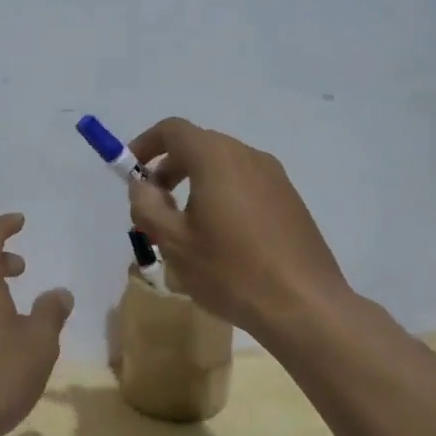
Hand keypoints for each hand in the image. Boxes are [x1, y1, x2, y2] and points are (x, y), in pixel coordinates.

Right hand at [125, 118, 350, 339]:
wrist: (305, 305)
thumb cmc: (231, 271)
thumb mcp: (174, 242)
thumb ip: (147, 206)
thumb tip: (142, 185)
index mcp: (216, 158)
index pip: (173, 130)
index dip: (145, 144)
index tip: (130, 172)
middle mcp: (247, 156)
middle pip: (198, 146)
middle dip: (168, 169)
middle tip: (153, 206)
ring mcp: (274, 177)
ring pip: (223, 166)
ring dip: (195, 184)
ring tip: (184, 228)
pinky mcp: (289, 199)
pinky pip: (245, 184)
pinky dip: (221, 195)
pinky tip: (220, 239)